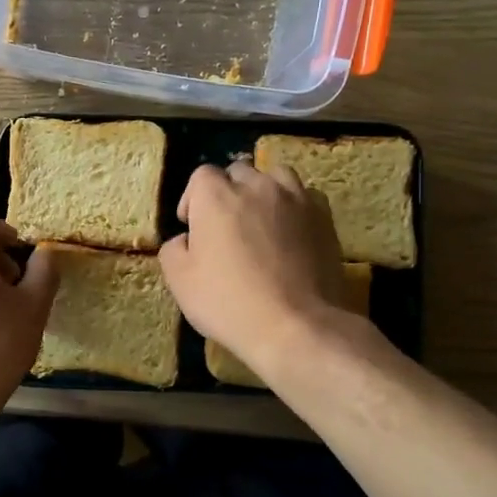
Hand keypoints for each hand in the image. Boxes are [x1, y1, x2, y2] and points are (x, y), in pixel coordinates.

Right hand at [158, 161, 351, 373]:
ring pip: (275, 176)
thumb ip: (173, 249)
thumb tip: (186, 239)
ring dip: (263, 191)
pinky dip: (293, 205)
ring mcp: (294, 198)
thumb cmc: (228, 302)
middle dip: (228, 191)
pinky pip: (304, 196)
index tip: (193, 227)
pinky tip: (290, 230)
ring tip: (261, 219)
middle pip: (238, 172)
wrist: (295, 325)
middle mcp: (256, 186)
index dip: (193, 199)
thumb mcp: (180, 281)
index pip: (201, 176)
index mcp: (216, 196)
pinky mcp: (323, 216)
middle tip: (225, 226)